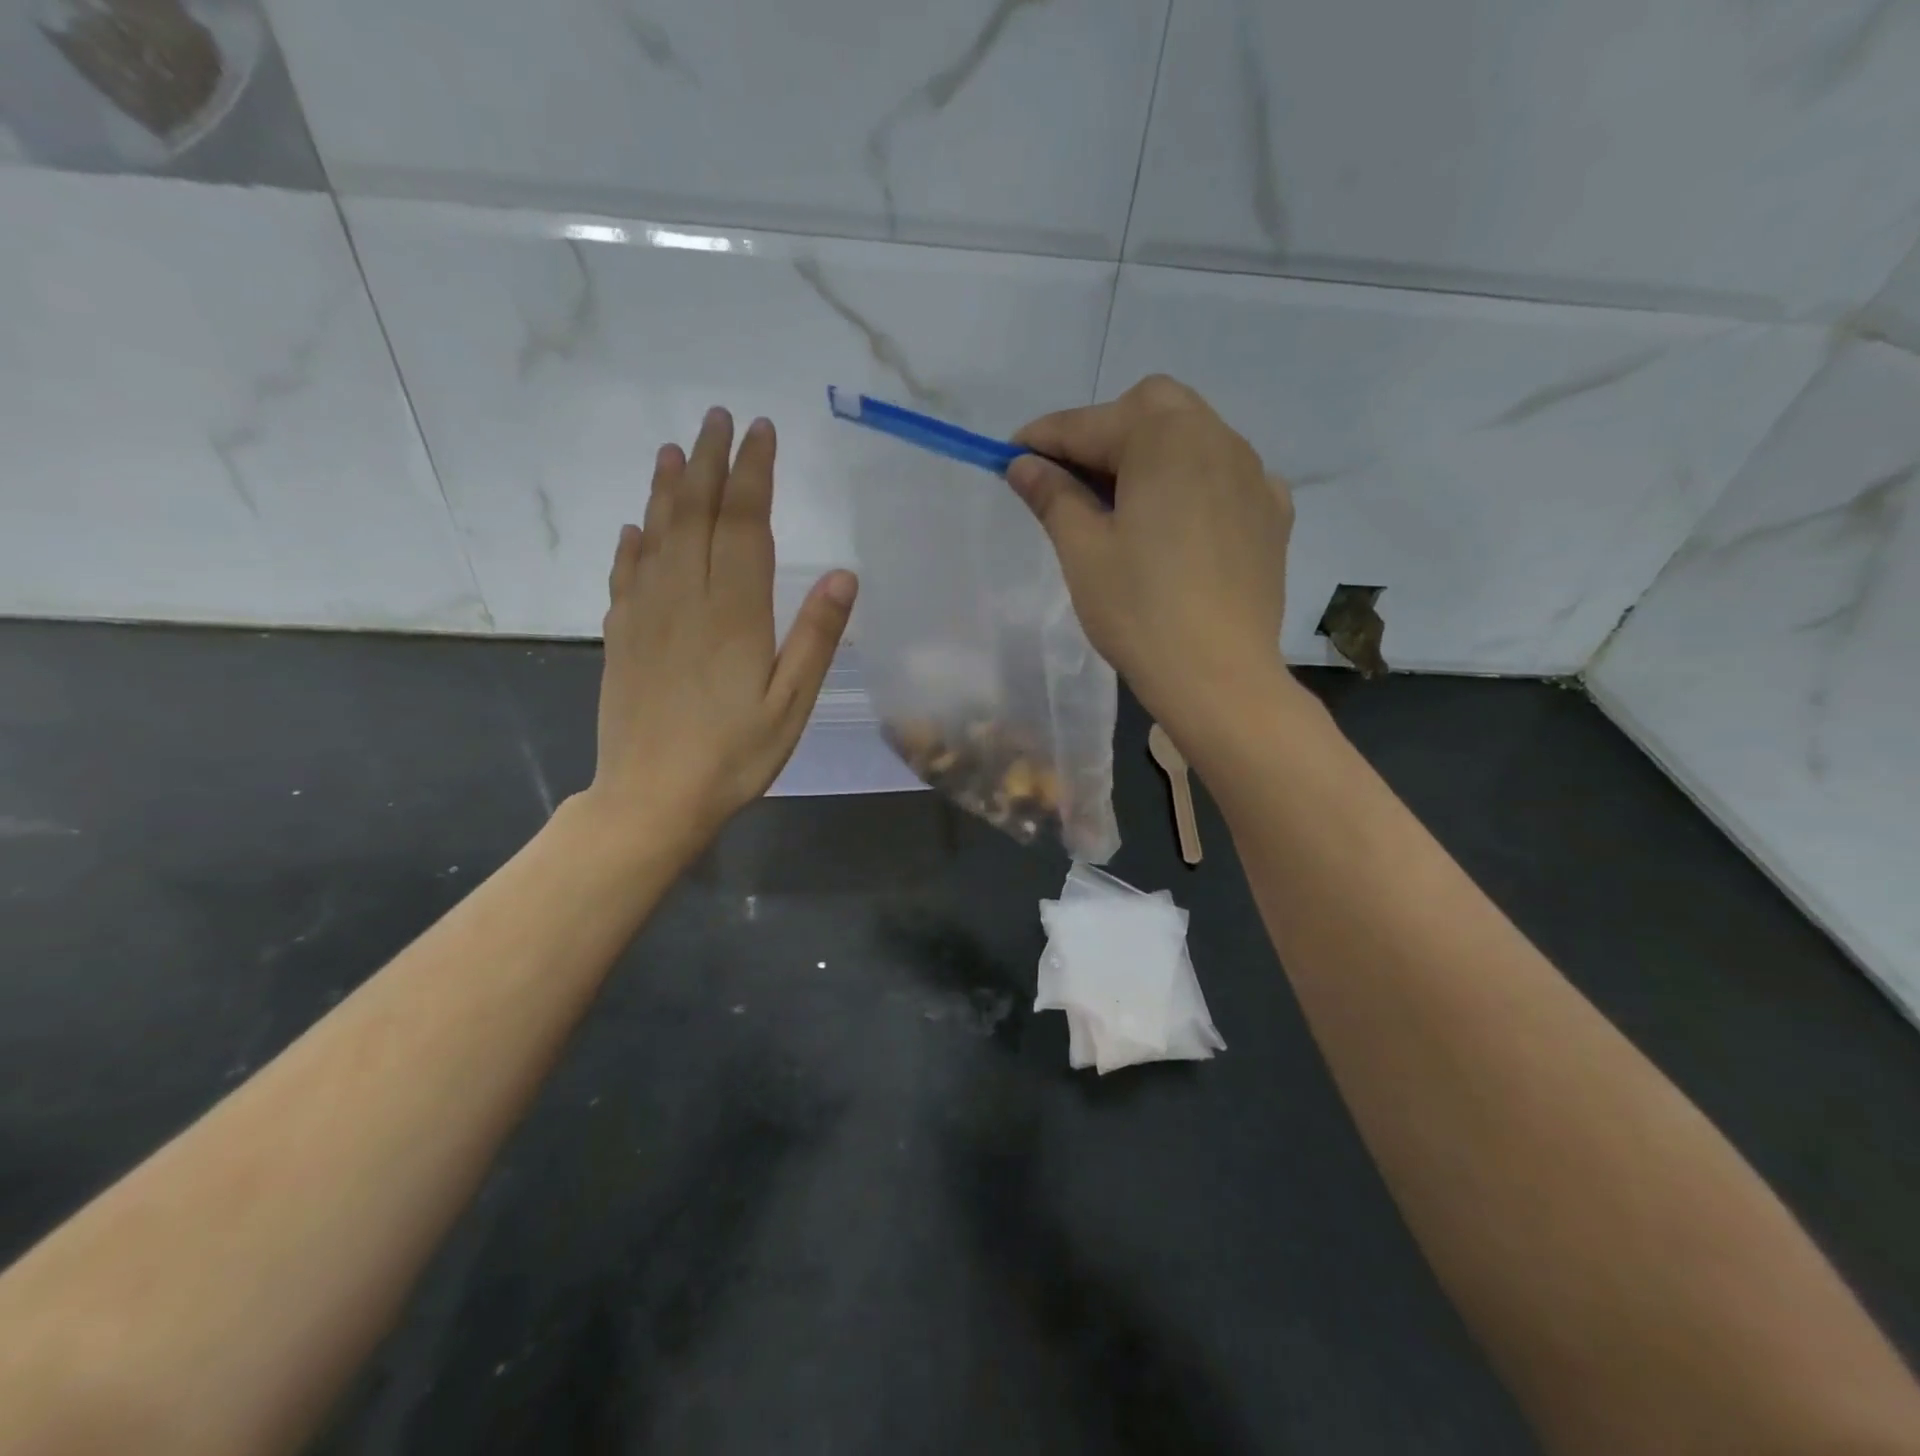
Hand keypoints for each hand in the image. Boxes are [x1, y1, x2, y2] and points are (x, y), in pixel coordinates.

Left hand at [584, 407, 856, 853]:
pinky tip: (634, 528)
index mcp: (734, 613)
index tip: (760, 432)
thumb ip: (816, 638)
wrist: (652, 798)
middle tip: (718, 418)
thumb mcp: (792, 705)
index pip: (745, 525)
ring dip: (667, 489)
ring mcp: (646, 616)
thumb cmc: (734, 756)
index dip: (754, 474)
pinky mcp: (621, 638)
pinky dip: (631, 544)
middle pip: (697, 516)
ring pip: (657, 536)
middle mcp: (686, 600)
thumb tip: (843, 574)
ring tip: (675, 449)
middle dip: (711, 463)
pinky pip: (624, 576)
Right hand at [1007, 375, 1294, 737]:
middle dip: (1105, 431)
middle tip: (1071, 479)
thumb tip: (1024, 464)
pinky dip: (1194, 482)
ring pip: (1194, 438)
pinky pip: (1226, 476)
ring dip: (1151, 452)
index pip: (1090, 424)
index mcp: (1165, 439)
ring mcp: (1255, 475)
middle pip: (1152, 409)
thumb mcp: (1083, 551)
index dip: (1044, 438)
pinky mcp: (1273, 514)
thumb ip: (1053, 495)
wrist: (1219, 676)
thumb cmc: (1139, 611)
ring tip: (1122, 503)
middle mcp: (1218, 438)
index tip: (1011, 456)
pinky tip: (1179, 523)